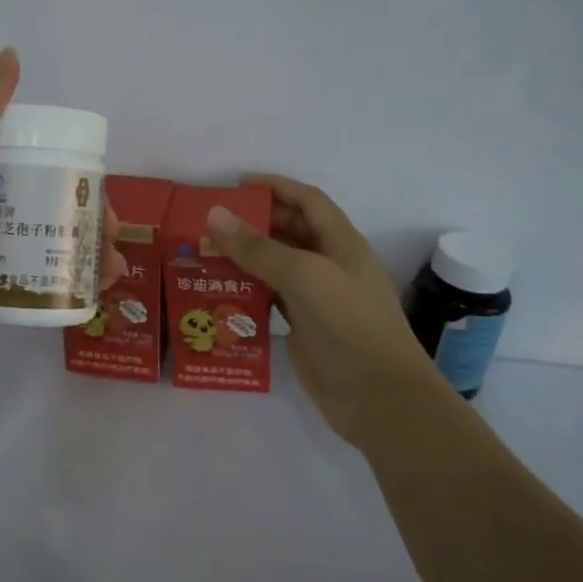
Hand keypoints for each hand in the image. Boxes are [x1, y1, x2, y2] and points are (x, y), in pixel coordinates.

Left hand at [0, 48, 123, 409]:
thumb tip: (10, 58)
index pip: (21, 150)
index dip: (61, 154)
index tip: (94, 169)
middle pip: (45, 194)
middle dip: (86, 204)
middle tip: (113, 223)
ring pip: (52, 235)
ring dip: (90, 241)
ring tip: (114, 258)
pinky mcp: (3, 291)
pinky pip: (48, 273)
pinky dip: (80, 274)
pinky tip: (106, 282)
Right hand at [205, 174, 441, 443]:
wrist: (378, 397)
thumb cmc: (349, 325)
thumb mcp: (304, 276)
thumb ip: (259, 247)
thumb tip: (215, 215)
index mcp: (341, 243)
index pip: (307, 201)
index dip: (275, 187)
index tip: (234, 185)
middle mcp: (330, 265)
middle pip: (289, 231)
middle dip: (253, 223)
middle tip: (208, 222)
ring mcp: (317, 299)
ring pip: (277, 267)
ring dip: (245, 258)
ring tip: (204, 254)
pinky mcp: (303, 328)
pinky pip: (270, 299)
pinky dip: (247, 291)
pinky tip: (219, 291)